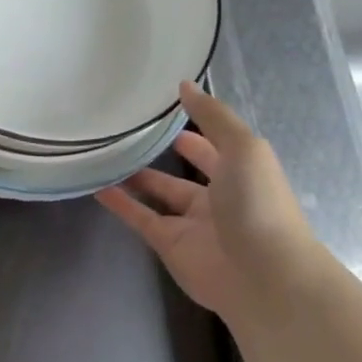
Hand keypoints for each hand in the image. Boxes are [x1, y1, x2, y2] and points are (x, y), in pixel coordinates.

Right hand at [95, 82, 322, 319]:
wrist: (264, 277)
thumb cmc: (259, 204)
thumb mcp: (243, 148)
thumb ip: (213, 117)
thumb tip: (184, 84)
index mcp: (240, 172)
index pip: (212, 144)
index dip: (193, 126)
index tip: (161, 109)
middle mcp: (217, 196)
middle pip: (184, 171)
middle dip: (161, 153)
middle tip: (126, 130)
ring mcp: (192, 223)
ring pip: (158, 194)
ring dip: (135, 177)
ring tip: (105, 154)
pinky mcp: (169, 245)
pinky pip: (141, 218)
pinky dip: (120, 204)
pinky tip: (97, 187)